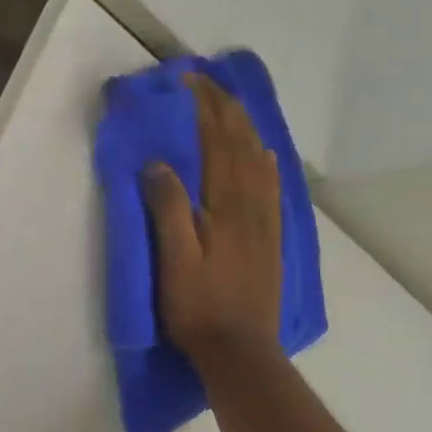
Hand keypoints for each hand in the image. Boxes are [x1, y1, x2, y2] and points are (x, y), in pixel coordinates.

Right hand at [142, 72, 283, 368]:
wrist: (240, 351)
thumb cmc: (198, 308)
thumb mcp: (173, 261)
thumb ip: (167, 210)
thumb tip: (158, 164)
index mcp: (226, 206)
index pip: (217, 142)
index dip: (204, 107)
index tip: (187, 80)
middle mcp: (252, 204)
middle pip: (241, 144)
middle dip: (224, 108)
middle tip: (205, 83)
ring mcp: (265, 221)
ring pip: (260, 160)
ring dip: (245, 127)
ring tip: (230, 106)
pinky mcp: (271, 238)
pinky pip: (273, 186)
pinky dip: (266, 160)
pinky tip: (264, 154)